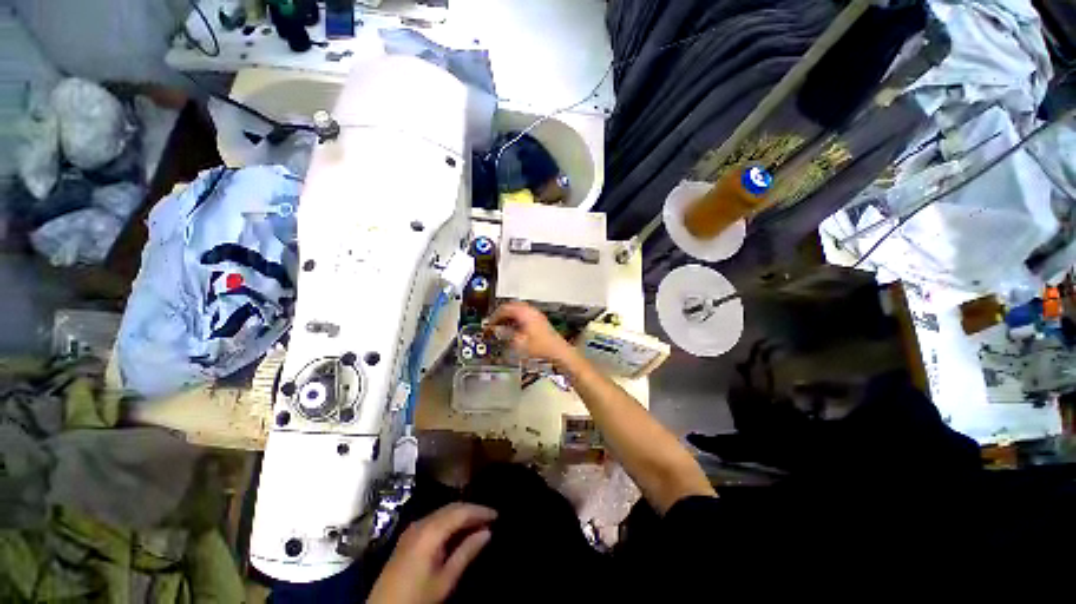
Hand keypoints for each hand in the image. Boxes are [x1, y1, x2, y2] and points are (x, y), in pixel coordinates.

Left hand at [367, 503, 495, 603]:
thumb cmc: (416, 598)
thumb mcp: (445, 580)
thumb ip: (466, 553)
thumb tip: (487, 532)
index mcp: (430, 531)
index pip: (461, 511)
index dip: (480, 510)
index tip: (497, 515)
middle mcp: (421, 523)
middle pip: (451, 507)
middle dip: (472, 510)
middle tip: (490, 518)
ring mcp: (412, 528)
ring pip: (443, 512)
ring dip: (461, 515)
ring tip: (478, 523)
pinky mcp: (408, 536)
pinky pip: (434, 520)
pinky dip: (450, 521)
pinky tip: (458, 531)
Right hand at [487, 302, 574, 364]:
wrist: (557, 351)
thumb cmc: (541, 347)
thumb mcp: (519, 343)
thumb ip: (506, 334)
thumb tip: (497, 330)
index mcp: (525, 313)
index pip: (506, 308)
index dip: (495, 315)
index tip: (490, 322)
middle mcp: (531, 311)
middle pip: (513, 306)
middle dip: (502, 313)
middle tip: (494, 322)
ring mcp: (537, 315)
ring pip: (519, 310)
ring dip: (509, 316)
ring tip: (503, 325)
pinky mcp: (540, 321)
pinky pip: (525, 315)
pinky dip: (517, 319)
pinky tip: (514, 329)